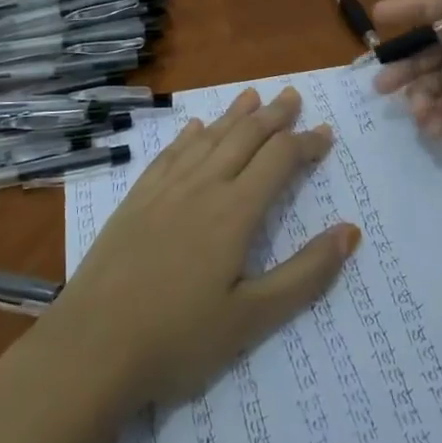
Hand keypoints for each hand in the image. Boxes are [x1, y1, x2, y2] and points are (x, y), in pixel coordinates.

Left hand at [39, 87, 356, 413]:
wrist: (91, 347)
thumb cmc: (178, 339)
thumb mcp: (252, 319)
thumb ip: (305, 274)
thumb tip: (350, 231)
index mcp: (234, 212)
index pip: (279, 159)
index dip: (306, 143)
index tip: (325, 134)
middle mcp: (201, 187)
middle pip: (244, 137)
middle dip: (273, 115)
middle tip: (293, 95)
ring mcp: (163, 190)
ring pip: (206, 138)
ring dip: (233, 115)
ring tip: (252, 95)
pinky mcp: (135, 200)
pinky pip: (168, 155)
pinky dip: (188, 136)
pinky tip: (193, 129)